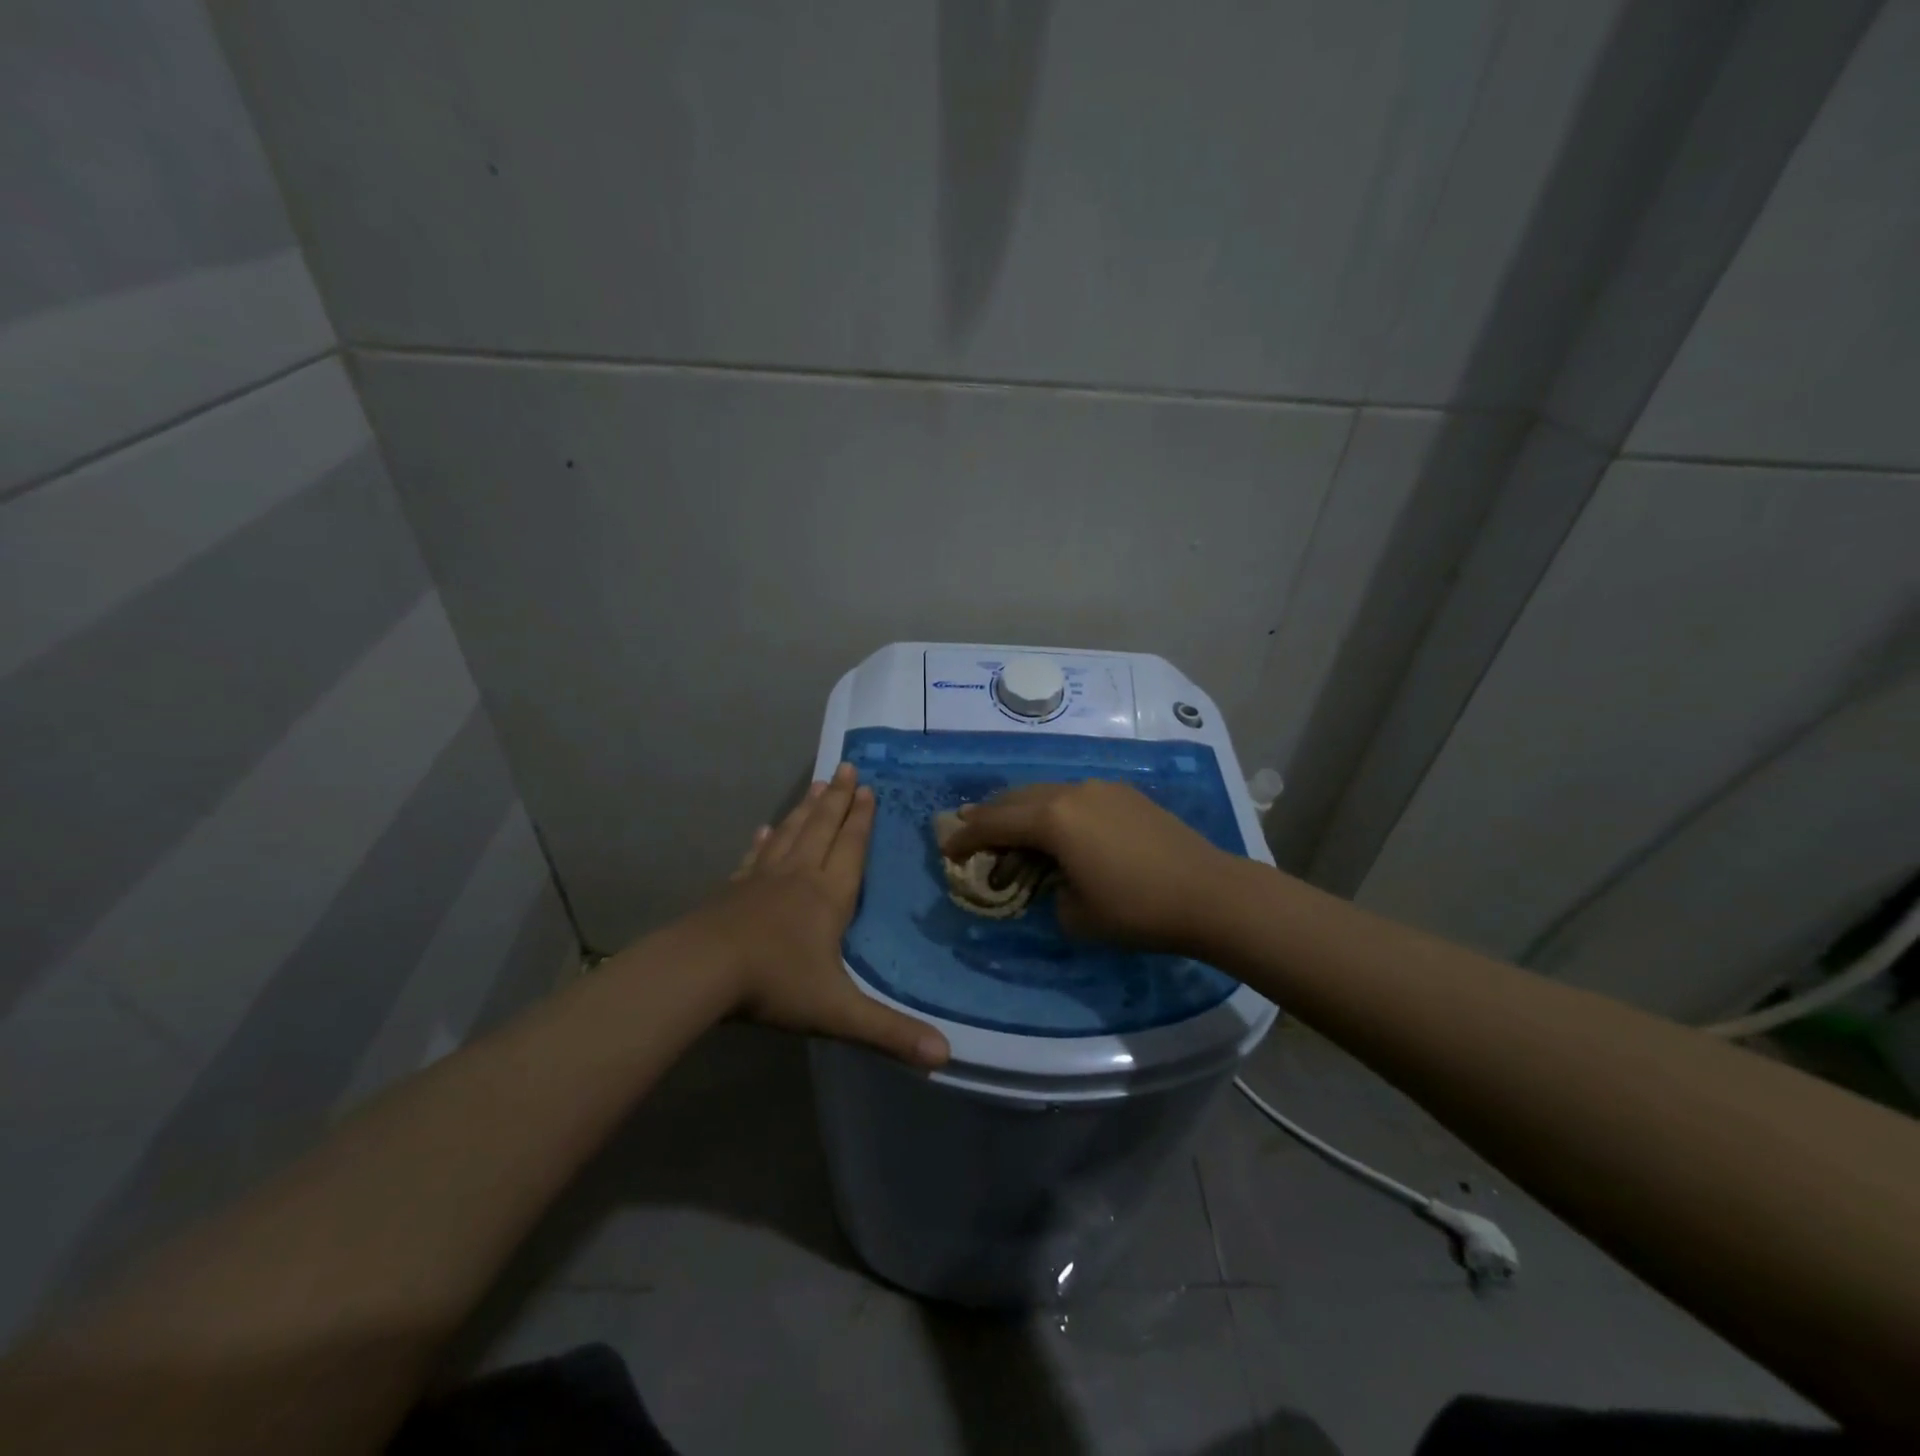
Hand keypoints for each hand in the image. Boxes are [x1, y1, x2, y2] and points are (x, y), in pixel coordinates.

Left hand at [693, 763, 949, 1068]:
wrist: (701, 971)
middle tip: (846, 768)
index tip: (868, 788)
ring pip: (790, 834)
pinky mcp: (733, 890)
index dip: (861, 819)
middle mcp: (798, 877)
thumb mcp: (838, 1012)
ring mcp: (761, 880)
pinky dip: (763, 841)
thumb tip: (946, 1056)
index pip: (851, 848)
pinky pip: (754, 858)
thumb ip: (890, 1032)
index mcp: (828, 896)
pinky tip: (763, 830)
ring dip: (806, 809)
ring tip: (817, 785)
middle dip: (838, 800)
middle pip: (822, 829)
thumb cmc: (775, 984)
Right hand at [939, 781, 1230, 952]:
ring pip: (1047, 792)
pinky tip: (1057, 826)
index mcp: (1053, 819)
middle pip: (1016, 798)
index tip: (946, 849)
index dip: (966, 837)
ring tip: (1008, 825)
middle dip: (989, 814)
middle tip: (967, 828)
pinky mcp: (1126, 794)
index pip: (995, 822)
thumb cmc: (1136, 910)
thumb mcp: (1075, 915)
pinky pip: (1075, 796)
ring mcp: (1102, 788)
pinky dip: (1054, 809)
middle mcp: (1072, 792)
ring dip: (1022, 809)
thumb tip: (1052, 879)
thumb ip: (1048, 890)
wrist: (1209, 893)